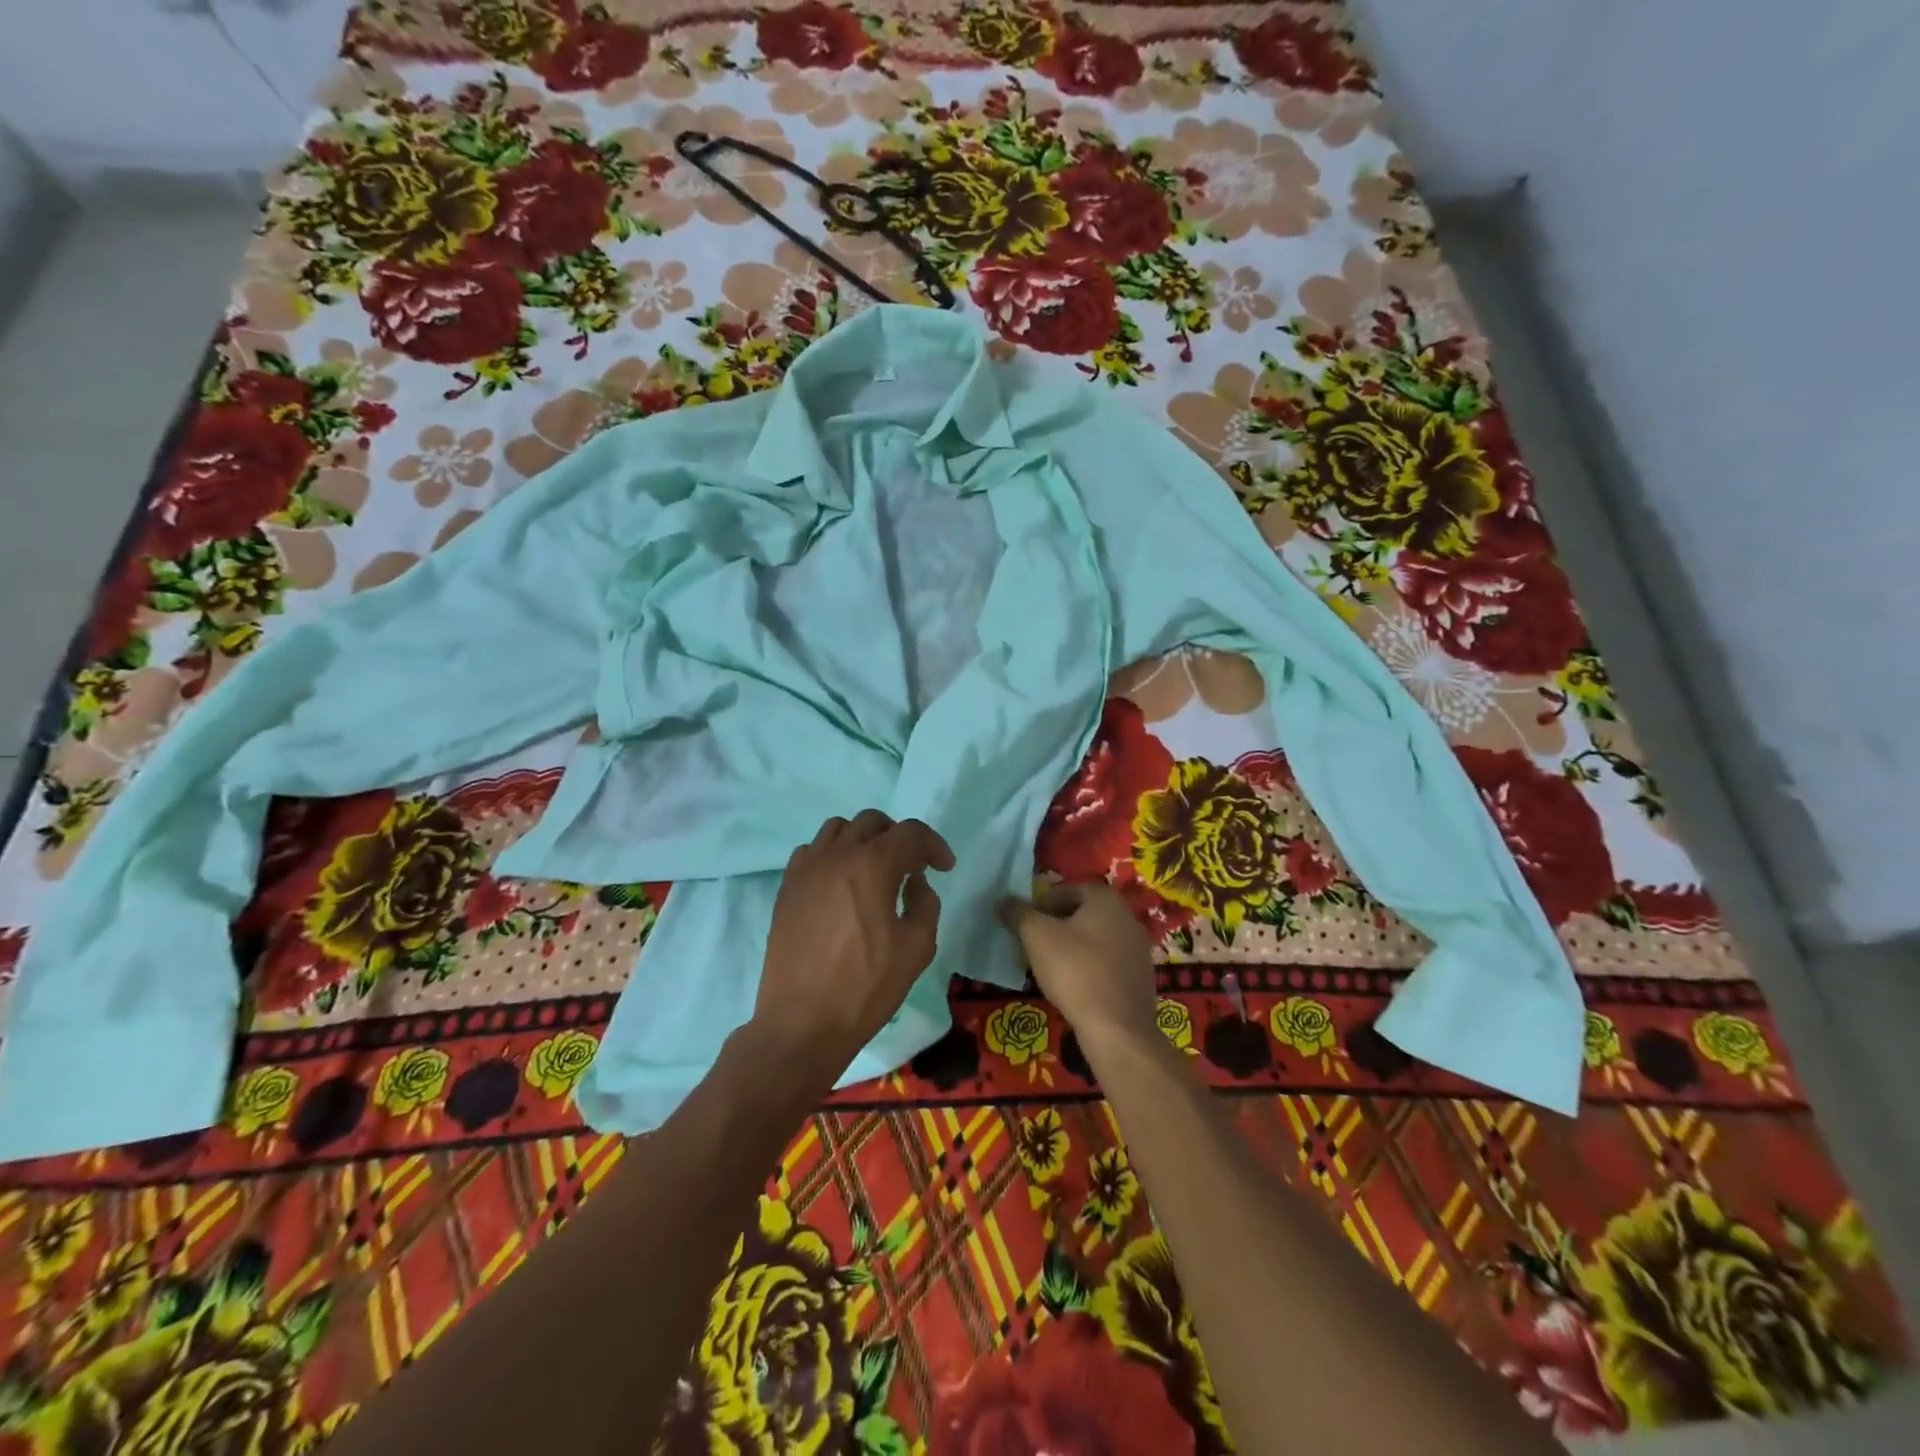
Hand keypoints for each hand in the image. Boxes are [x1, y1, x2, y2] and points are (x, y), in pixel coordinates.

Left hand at [750, 810, 954, 1083]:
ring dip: (863, 840)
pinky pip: (812, 851)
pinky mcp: (787, 888)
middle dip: (899, 837)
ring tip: (874, 870)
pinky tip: (841, 884)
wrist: (802, 1023)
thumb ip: (925, 904)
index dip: (933, 845)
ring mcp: (806, 869)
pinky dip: (832, 855)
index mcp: (871, 865)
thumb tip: (914, 882)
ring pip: (838, 829)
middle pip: (872, 822)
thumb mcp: (917, 948)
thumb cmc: (866, 988)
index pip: (910, 833)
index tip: (944, 867)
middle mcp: (836, 855)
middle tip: (911, 866)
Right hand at [999, 881, 1157, 1054]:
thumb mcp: (1037, 936)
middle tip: (1033, 943)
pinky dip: (1089, 967)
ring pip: (1095, 939)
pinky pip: (1107, 962)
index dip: (1041, 904)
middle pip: (1082, 913)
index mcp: (1106, 899)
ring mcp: (1139, 948)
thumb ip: (1018, 913)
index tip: (1024, 924)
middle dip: (1055, 925)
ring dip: (1072, 947)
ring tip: (1049, 966)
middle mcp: (1128, 916)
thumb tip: (1003, 900)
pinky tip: (1073, 985)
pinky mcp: (1141, 977)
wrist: (1117, 1028)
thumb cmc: (1075, 971)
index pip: (1067, 890)